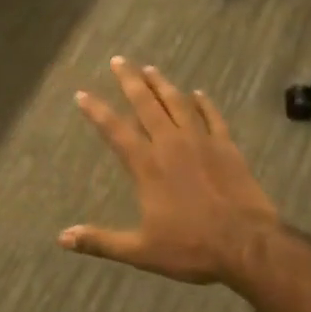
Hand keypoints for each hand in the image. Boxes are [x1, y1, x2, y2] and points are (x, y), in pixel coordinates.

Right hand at [60, 58, 282, 286]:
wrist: (247, 245)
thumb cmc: (191, 247)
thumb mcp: (141, 251)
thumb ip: (101, 241)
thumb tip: (62, 238)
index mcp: (147, 166)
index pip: (115, 130)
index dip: (96, 111)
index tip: (82, 93)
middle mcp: (171, 144)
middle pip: (146, 104)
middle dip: (130, 81)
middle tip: (119, 60)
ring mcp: (201, 142)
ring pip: (178, 103)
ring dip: (163, 84)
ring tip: (151, 69)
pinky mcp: (227, 147)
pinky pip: (212, 116)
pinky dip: (204, 103)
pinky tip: (198, 93)